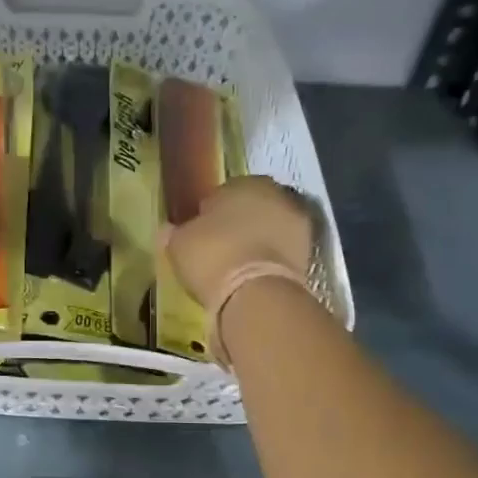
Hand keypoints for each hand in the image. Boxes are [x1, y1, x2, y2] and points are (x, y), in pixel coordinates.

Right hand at [163, 175, 314, 307]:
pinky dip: (268, 261)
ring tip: (236, 266)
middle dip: (238, 224)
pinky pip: (279, 253)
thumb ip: (175, 232)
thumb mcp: (179, 244)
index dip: (210, 212)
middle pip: (252, 208)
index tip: (201, 232)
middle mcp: (277, 195)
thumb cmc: (212, 257)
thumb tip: (169, 229)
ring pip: (269, 230)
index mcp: (244, 183)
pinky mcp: (309, 254)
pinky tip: (252, 277)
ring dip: (257, 242)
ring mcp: (298, 224)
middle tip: (219, 248)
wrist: (256, 294)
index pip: (224, 192)